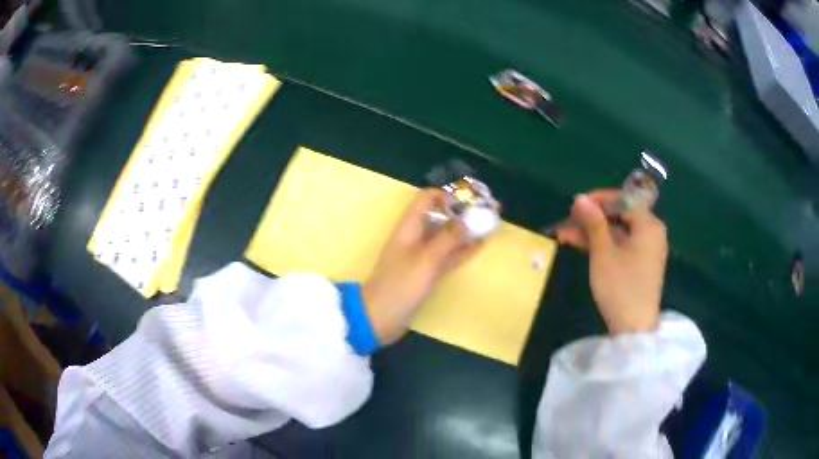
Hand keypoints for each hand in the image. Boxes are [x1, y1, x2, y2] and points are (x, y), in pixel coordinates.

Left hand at [363, 189, 482, 344]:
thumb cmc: (400, 286)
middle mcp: (415, 238)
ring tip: (488, 225)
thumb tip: (466, 219)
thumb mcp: (426, 260)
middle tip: (486, 210)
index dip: (446, 196)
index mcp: (408, 228)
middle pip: (438, 217)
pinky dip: (461, 250)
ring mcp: (421, 256)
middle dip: (460, 212)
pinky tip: (479, 245)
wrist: (380, 317)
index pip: (425, 200)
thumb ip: (447, 239)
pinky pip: (447, 256)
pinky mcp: (427, 273)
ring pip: (445, 237)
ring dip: (464, 231)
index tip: (469, 200)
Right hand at [557, 190, 666, 333]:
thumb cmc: (620, 286)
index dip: (598, 200)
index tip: (575, 205)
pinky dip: (603, 245)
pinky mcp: (641, 264)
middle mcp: (651, 232)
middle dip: (592, 218)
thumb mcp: (603, 252)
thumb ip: (593, 222)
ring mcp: (647, 249)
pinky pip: (621, 245)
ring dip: (593, 232)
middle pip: (620, 216)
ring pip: (617, 232)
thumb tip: (580, 198)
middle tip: (568, 220)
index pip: (623, 200)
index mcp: (648, 224)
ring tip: (565, 235)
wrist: (634, 328)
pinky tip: (580, 245)